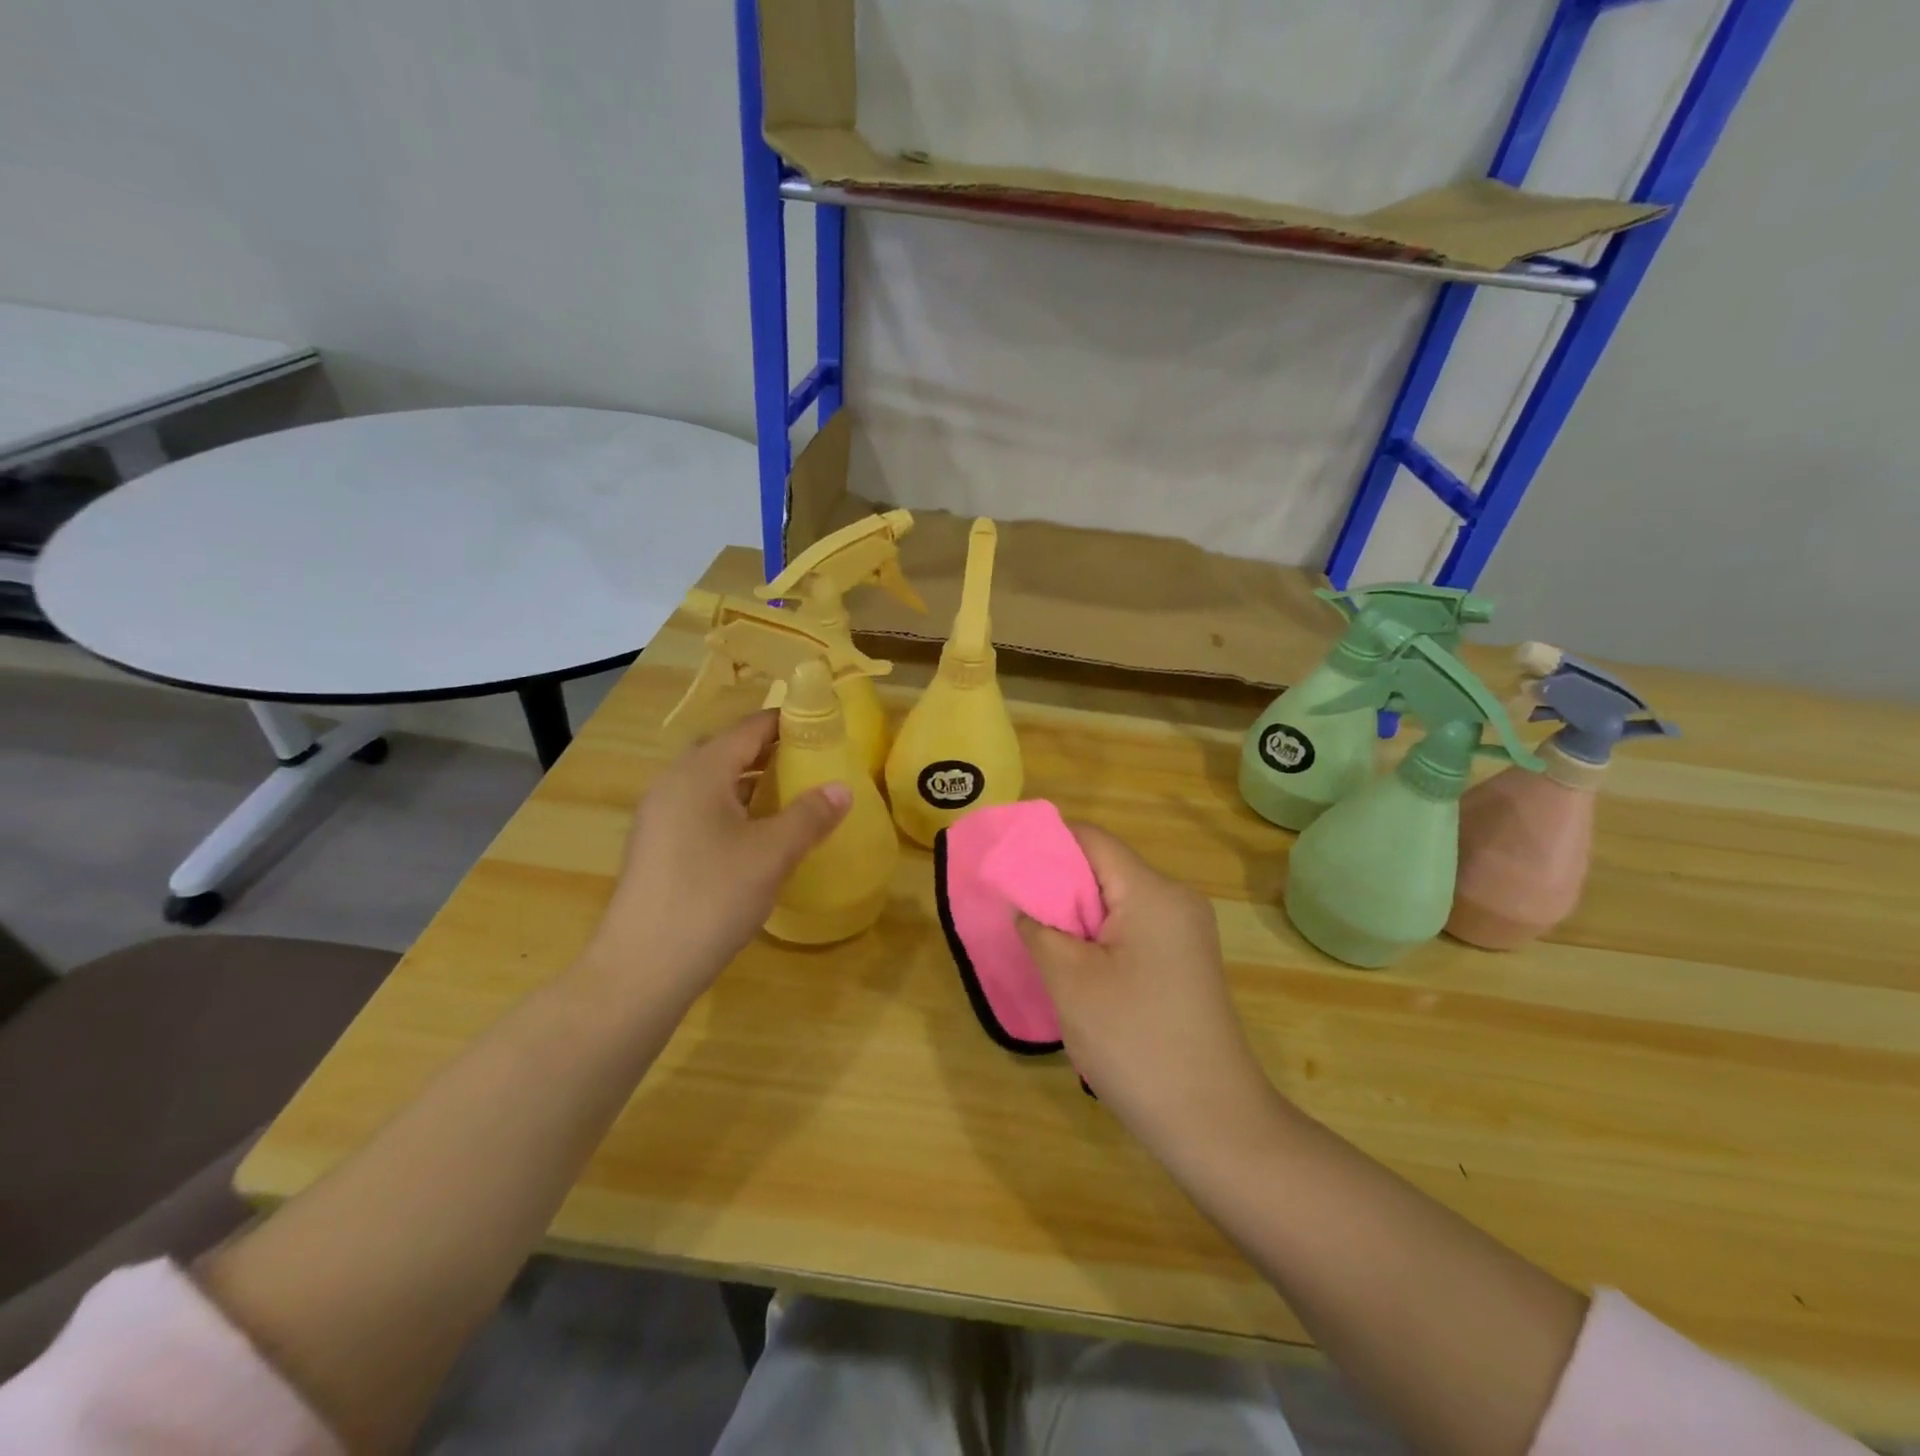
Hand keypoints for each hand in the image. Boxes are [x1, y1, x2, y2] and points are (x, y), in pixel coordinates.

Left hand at [582, 712, 849, 1009]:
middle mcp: (673, 783)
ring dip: (750, 783)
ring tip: (791, 797)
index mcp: (700, 772)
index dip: (787, 723)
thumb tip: (842, 788)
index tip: (823, 728)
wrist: (641, 968)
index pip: (749, 728)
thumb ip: (810, 815)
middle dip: (770, 752)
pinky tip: (756, 837)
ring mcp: (659, 817)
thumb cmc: (712, 897)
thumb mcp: (772, 854)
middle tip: (812, 763)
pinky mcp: (656, 848)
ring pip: (712, 783)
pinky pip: (700, 810)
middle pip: (728, 752)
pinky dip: (732, 809)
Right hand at [1017, 826, 1276, 1162]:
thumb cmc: (1135, 1042)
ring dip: (1075, 917)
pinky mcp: (1184, 962)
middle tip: (1014, 911)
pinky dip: (1097, 938)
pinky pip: (1132, 930)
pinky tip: (1074, 969)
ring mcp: (1185, 932)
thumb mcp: (1070, 980)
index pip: (1091, 839)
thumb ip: (1039, 928)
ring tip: (1037, 943)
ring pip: (1116, 902)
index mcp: (1152, 891)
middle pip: (1104, 869)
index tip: (1004, 867)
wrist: (1213, 1124)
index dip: (1044, 845)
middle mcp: (1176, 900)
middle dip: (1056, 885)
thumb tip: (1024, 904)